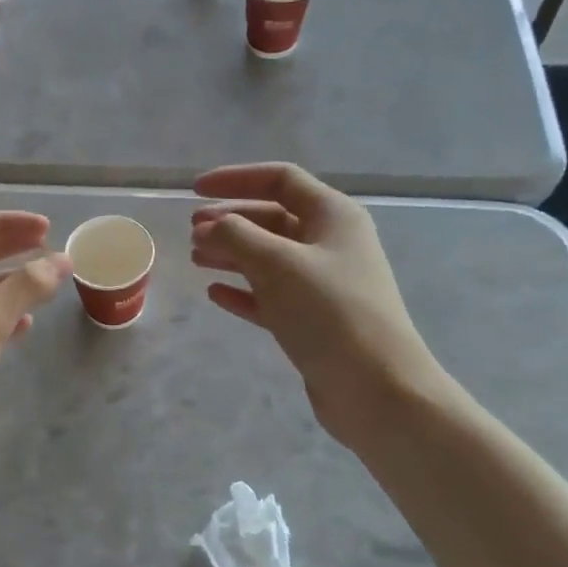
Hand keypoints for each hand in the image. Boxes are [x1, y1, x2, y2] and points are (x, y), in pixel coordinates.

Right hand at [191, 163, 442, 446]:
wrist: (375, 388)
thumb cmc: (329, 312)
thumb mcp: (277, 264)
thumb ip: (236, 236)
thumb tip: (207, 226)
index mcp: (333, 216)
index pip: (280, 180)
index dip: (236, 179)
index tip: (195, 191)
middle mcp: (331, 243)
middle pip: (273, 218)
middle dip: (230, 221)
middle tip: (192, 231)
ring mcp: (324, 283)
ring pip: (269, 257)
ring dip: (232, 254)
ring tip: (196, 259)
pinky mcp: (314, 320)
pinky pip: (271, 295)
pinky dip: (244, 291)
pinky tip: (216, 294)